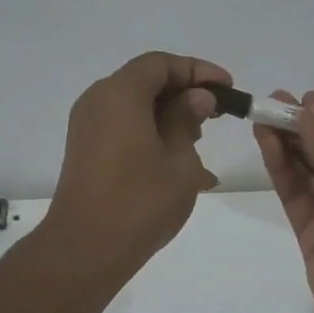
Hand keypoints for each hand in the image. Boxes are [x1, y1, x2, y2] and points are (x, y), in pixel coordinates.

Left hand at [45, 51, 229, 274]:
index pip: (161, 64)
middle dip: (183, 94)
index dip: (198, 71)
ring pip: (134, 108)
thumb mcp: (179, 159)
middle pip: (145, 82)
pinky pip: (123, 130)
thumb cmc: (141, 201)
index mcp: (120, 93)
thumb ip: (188, 120)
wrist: (87, 248)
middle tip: (215, 117)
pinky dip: (151, 137)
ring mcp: (87, 128)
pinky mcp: (86, 152)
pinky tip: (178, 167)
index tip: (227, 89)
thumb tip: (197, 97)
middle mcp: (98, 102)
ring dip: (168, 118)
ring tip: (198, 144)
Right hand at [256, 90, 313, 312]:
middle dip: (302, 128)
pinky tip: (268, 146)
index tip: (299, 98)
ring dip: (288, 145)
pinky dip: (283, 172)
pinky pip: (296, 195)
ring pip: (308, 171)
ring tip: (262, 116)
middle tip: (270, 101)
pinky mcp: (312, 232)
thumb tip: (313, 103)